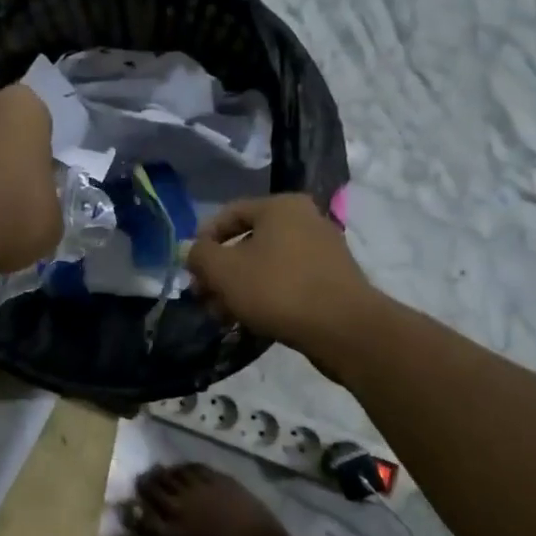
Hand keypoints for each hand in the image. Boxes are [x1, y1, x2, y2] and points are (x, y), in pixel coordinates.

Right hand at [188, 194, 376, 365]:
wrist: (344, 329)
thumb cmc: (277, 288)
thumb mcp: (223, 270)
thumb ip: (199, 255)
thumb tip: (192, 251)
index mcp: (280, 206)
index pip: (229, 214)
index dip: (203, 240)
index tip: (190, 269)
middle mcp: (305, 219)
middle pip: (248, 242)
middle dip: (221, 271)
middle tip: (204, 297)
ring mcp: (323, 250)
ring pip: (267, 265)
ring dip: (240, 287)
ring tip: (223, 315)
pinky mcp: (333, 280)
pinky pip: (288, 281)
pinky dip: (266, 296)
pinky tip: (251, 320)